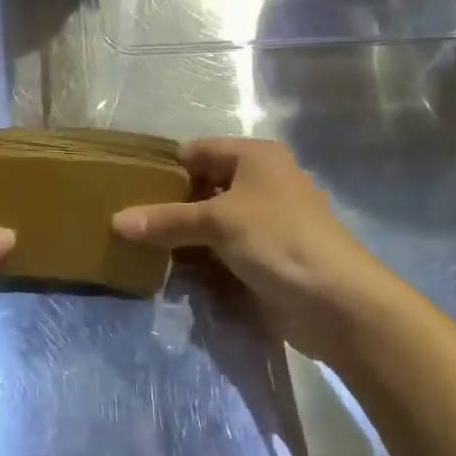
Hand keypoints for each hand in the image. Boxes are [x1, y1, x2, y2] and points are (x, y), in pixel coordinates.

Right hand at [113, 138, 388, 361]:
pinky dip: (204, 256)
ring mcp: (268, 219)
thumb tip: (115, 221)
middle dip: (173, 204)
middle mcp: (263, 180)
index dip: (167, 168)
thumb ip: (167, 221)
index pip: (199, 151)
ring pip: (215, 219)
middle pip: (206, 185)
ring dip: (187, 234)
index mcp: (256, 156)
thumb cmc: (278, 240)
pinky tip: (176, 270)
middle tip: (134, 220)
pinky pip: (227, 247)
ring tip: (146, 247)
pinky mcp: (270, 254)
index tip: (131, 188)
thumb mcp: (218, 223)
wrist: (340, 304)